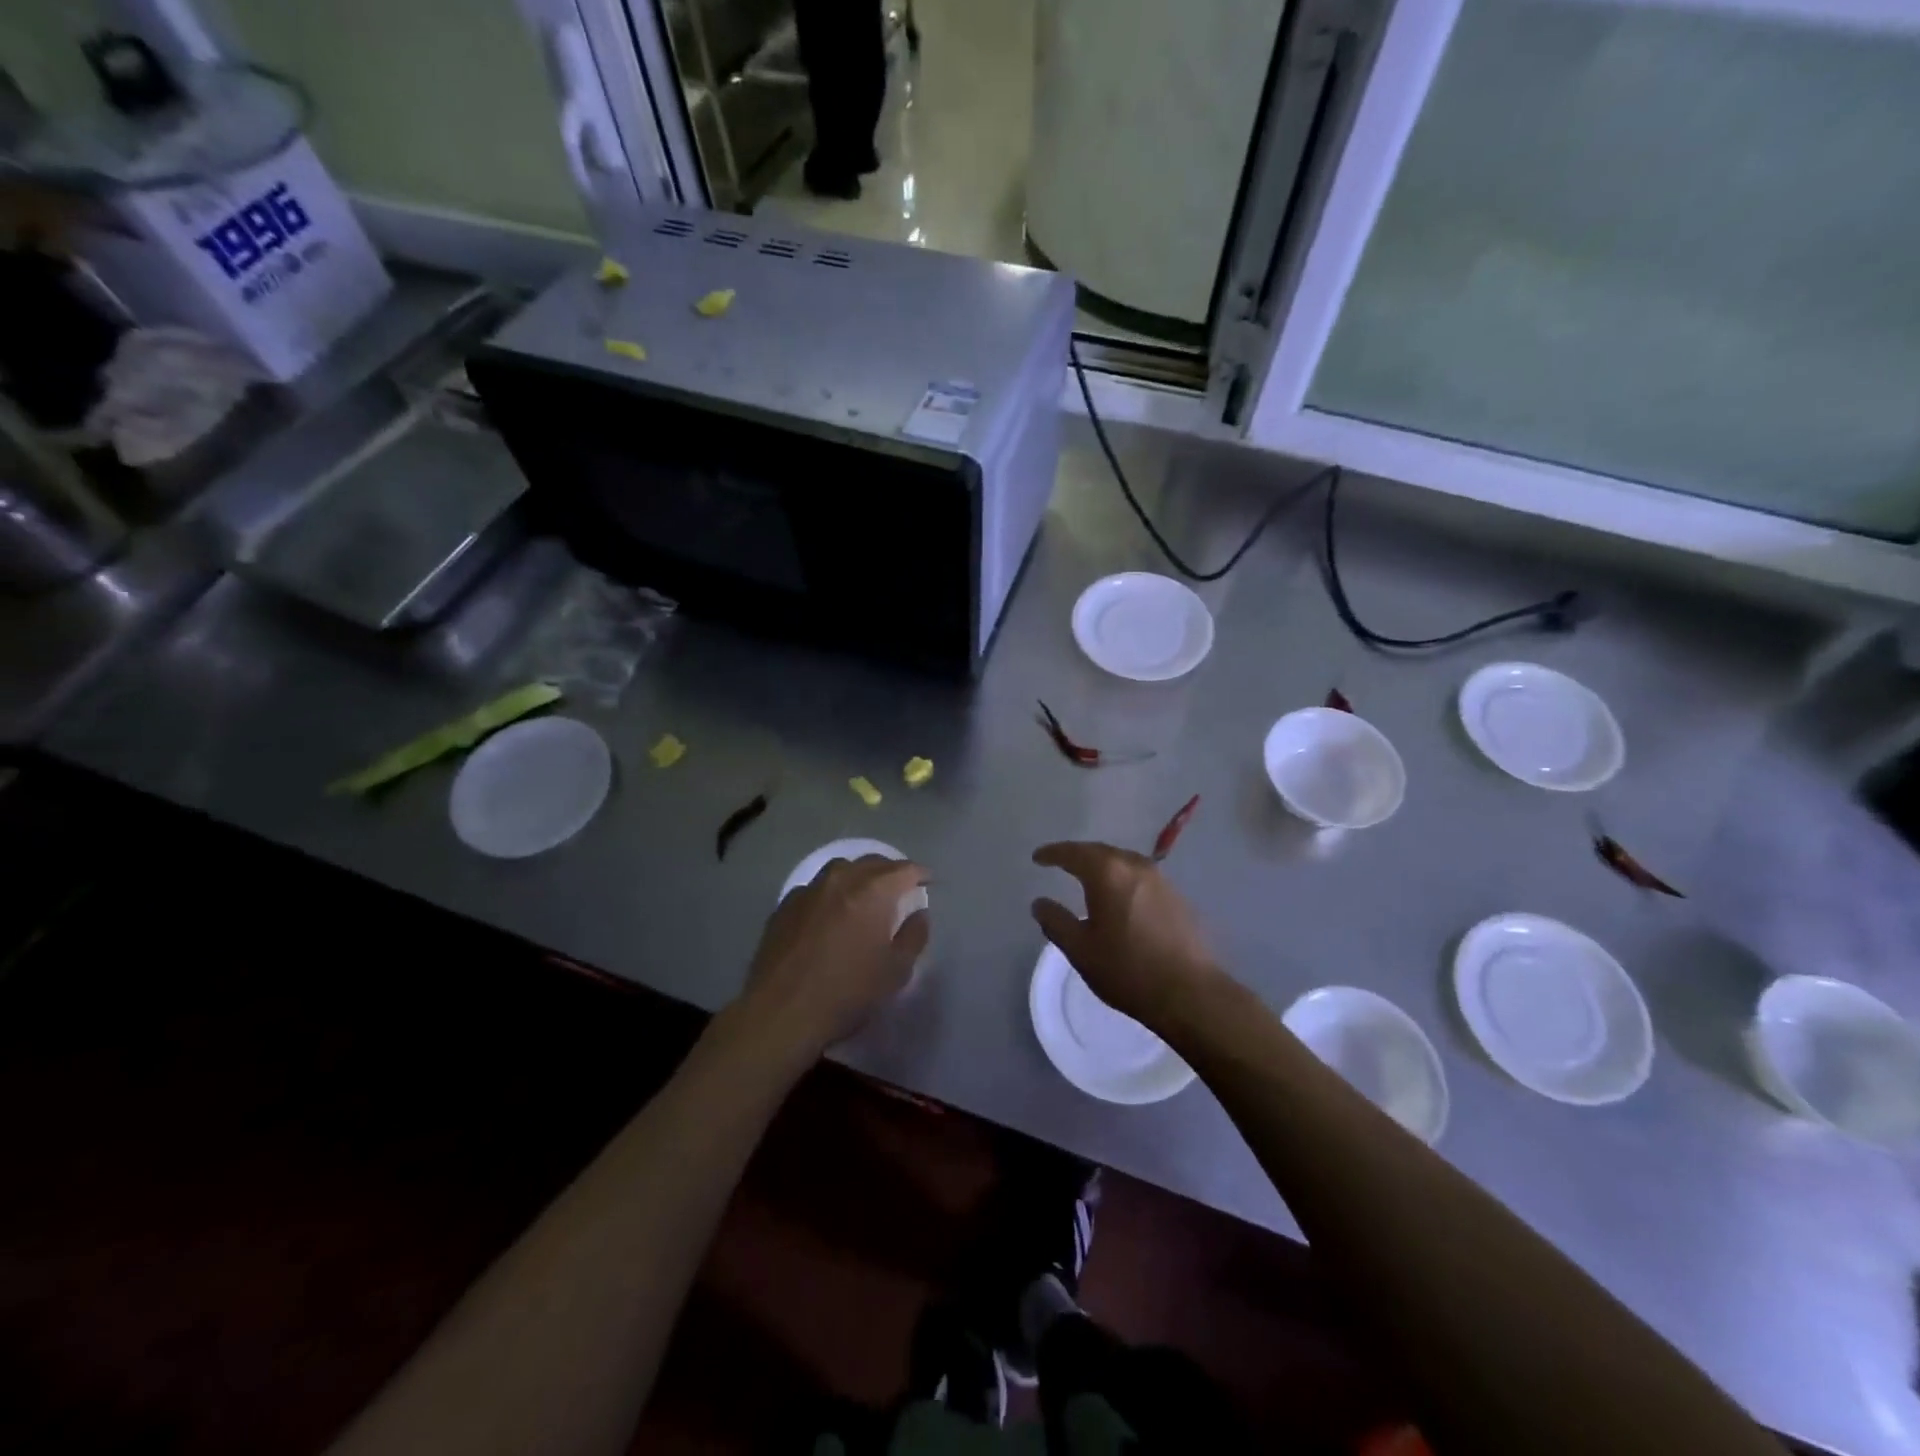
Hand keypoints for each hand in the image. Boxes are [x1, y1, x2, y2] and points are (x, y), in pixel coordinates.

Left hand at [734, 855, 929, 1058]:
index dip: (919, 875)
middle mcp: (841, 880)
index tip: (927, 883)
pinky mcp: (785, 905)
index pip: (904, 870)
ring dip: (857, 876)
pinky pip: (815, 888)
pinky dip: (830, 893)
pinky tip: (829, 913)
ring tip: (864, 896)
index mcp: (872, 891)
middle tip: (899, 889)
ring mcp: (809, 890)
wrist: (781, 1012)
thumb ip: (914, 936)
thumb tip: (919, 914)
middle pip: (872, 863)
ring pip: (840, 869)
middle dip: (889, 872)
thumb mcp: (895, 971)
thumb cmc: (847, 992)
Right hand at [1031, 841, 1224, 1028]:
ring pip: (1123, 862)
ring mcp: (1160, 880)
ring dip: (1102, 865)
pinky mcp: (1177, 896)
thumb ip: (1056, 922)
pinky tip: (1118, 896)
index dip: (1053, 853)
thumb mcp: (1080, 949)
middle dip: (1078, 855)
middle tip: (1059, 862)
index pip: (1073, 853)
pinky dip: (1122, 878)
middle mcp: (1135, 866)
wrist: (1190, 993)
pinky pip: (1139, 876)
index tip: (1038, 858)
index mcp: (1107, 873)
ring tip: (1086, 877)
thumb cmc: (1128, 970)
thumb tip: (1040, 903)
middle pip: (1100, 851)